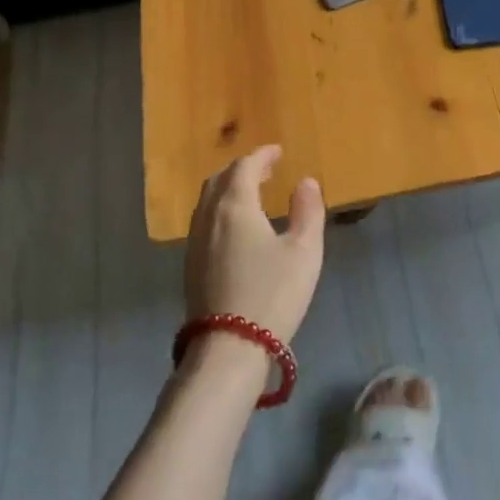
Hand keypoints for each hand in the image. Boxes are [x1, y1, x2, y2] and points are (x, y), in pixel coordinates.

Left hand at [184, 144, 325, 343]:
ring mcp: (195, 243)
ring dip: (229, 189)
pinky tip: (237, 226)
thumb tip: (306, 182)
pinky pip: (204, 221)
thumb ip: (308, 211)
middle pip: (220, 180)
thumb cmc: (272, 294)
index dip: (262, 155)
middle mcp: (208, 217)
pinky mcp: (191, 266)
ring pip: (208, 201)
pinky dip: (221, 209)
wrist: (229, 348)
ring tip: (252, 193)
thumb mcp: (304, 251)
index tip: (278, 151)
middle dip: (242, 169)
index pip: (244, 167)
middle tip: (266, 168)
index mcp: (235, 206)